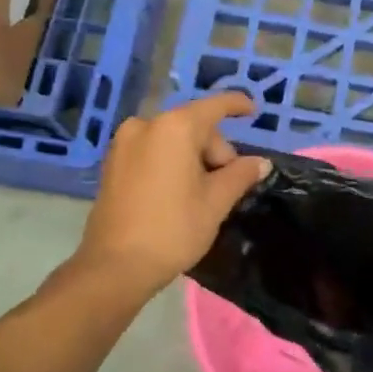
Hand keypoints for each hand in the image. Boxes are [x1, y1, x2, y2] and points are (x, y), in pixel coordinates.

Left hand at [74, 94, 270, 299]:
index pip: (214, 106)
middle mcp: (145, 125)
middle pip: (194, 126)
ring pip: (172, 140)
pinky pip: (152, 151)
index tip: (253, 110)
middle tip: (225, 187)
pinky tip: (177, 192)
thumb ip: (241, 174)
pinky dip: (170, 162)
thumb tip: (260, 162)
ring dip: (193, 158)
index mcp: (174, 128)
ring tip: (201, 194)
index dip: (237, 105)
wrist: (115, 266)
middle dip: (214, 150)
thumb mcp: (216, 202)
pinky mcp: (112, 163)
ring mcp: (123, 143)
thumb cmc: (173, 229)